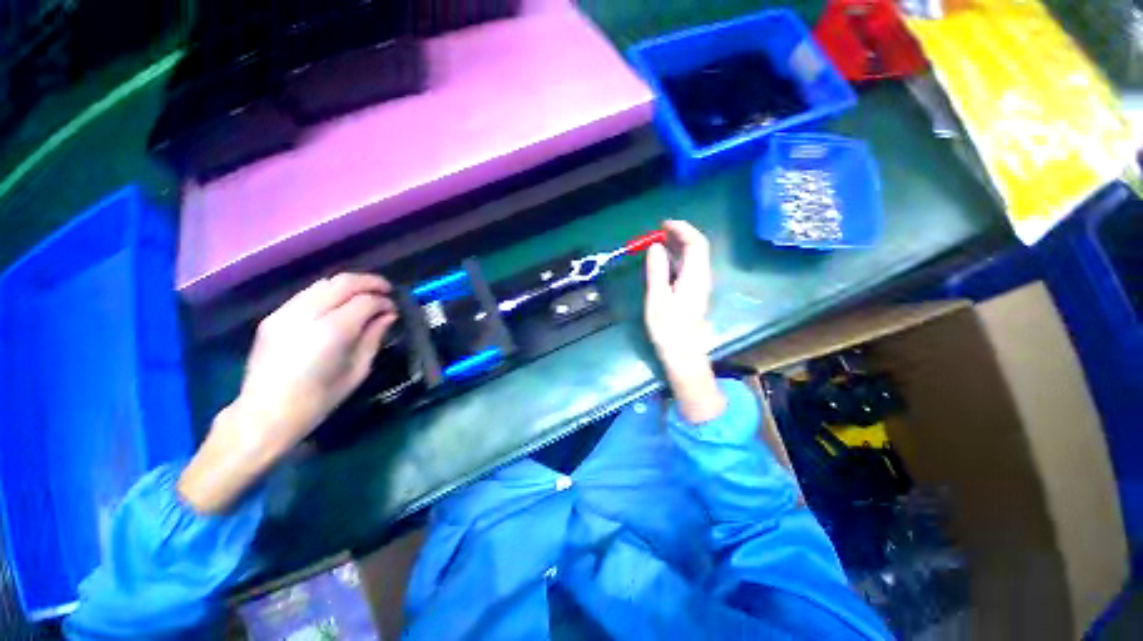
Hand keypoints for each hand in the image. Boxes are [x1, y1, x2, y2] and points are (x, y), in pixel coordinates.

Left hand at [180, 273, 395, 512]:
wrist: (265, 413)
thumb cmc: (319, 399)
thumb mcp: (357, 370)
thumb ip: (374, 337)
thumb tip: (388, 315)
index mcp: (331, 332)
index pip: (365, 301)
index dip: (384, 302)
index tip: (394, 309)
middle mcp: (306, 315)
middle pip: (344, 282)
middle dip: (370, 282)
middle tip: (386, 290)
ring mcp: (285, 313)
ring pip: (324, 283)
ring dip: (350, 285)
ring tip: (365, 294)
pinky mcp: (273, 316)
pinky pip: (308, 294)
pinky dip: (329, 293)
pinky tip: (339, 304)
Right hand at [644, 220, 713, 362]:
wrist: (683, 354)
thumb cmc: (669, 328)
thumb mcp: (657, 298)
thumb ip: (657, 271)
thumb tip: (656, 246)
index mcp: (695, 276)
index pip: (695, 243)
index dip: (682, 229)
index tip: (663, 224)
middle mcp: (702, 277)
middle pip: (697, 248)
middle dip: (680, 235)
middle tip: (658, 231)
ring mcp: (699, 285)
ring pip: (693, 258)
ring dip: (678, 246)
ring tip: (658, 242)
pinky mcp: (694, 293)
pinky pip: (688, 268)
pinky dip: (676, 258)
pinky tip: (663, 261)